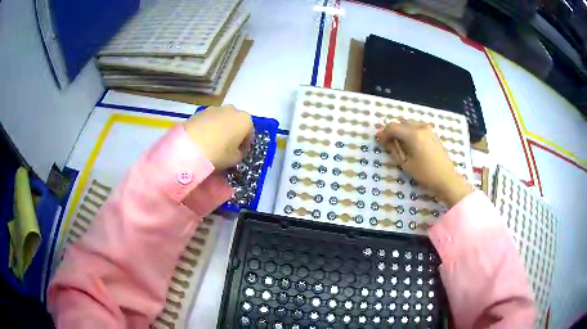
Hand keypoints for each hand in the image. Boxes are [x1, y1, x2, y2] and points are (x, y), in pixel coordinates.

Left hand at [184, 105, 252, 169]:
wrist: (189, 146)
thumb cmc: (218, 153)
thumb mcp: (234, 160)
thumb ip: (239, 154)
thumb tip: (235, 151)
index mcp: (245, 120)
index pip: (249, 133)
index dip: (244, 145)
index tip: (239, 154)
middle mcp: (232, 110)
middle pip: (235, 123)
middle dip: (233, 133)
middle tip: (226, 148)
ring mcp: (215, 108)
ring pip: (222, 120)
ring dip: (220, 129)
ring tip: (212, 144)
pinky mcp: (200, 111)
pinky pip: (209, 121)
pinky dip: (208, 128)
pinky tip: (202, 140)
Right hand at [376, 120, 472, 206]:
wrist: (446, 178)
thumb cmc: (425, 174)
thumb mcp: (405, 164)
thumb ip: (393, 149)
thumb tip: (384, 139)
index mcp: (412, 134)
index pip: (392, 127)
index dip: (383, 134)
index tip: (379, 142)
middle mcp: (420, 127)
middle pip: (400, 123)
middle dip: (392, 131)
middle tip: (388, 144)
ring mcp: (428, 128)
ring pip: (408, 123)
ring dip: (401, 131)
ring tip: (400, 145)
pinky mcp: (432, 132)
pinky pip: (416, 126)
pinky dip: (410, 131)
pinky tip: (411, 144)